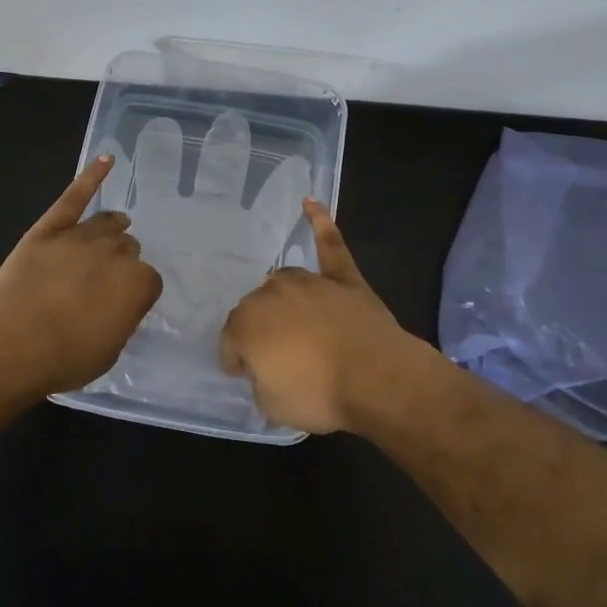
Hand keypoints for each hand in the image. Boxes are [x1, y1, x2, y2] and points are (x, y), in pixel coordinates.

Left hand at [0, 155, 162, 394]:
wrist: (14, 343)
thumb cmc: (65, 357)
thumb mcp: (109, 350)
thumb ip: (120, 320)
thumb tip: (117, 306)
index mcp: (138, 284)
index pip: (148, 281)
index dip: (135, 294)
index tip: (122, 306)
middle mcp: (116, 253)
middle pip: (128, 249)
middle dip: (121, 262)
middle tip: (105, 281)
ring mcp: (81, 236)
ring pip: (107, 223)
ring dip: (114, 228)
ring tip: (118, 226)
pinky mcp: (50, 228)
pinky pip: (74, 197)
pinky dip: (91, 176)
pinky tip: (107, 159)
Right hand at [219, 200, 422, 433]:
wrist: (375, 378)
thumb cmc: (317, 394)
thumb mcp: (272, 404)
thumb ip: (261, 380)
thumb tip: (267, 368)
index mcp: (247, 323)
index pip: (231, 340)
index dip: (235, 359)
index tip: (243, 373)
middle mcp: (272, 293)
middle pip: (257, 308)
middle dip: (261, 330)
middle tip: (275, 357)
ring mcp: (310, 282)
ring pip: (285, 283)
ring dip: (284, 299)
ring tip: (291, 320)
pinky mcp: (343, 278)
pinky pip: (330, 245)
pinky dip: (321, 223)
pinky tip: (311, 202)